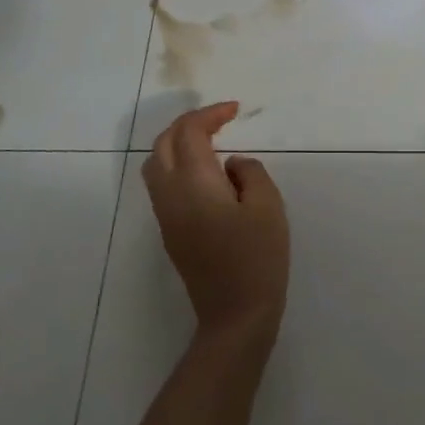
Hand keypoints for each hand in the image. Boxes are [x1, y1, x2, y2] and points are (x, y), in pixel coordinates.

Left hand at [142, 102, 289, 343]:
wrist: (235, 315)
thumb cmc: (257, 258)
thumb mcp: (268, 206)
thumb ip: (250, 172)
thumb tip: (231, 165)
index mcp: (194, 183)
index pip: (189, 132)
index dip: (209, 114)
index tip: (235, 110)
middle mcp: (170, 194)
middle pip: (163, 144)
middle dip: (187, 124)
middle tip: (219, 121)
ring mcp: (166, 215)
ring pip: (156, 164)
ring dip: (177, 144)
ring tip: (210, 142)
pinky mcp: (170, 232)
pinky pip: (163, 184)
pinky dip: (177, 165)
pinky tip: (207, 174)